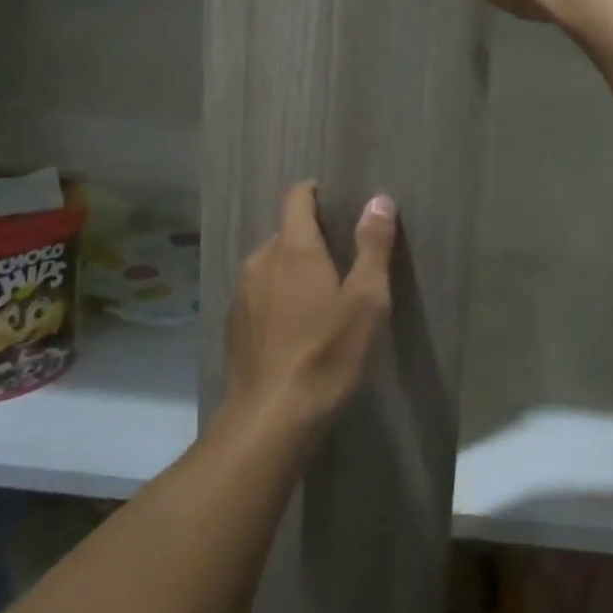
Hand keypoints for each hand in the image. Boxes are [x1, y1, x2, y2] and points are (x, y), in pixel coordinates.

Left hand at [220, 182, 397, 444]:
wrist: (271, 419)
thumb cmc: (328, 353)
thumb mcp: (367, 299)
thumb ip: (373, 245)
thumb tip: (379, 199)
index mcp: (294, 248)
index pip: (296, 198)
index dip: (315, 192)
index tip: (336, 202)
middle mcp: (260, 261)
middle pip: (286, 233)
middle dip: (312, 238)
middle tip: (343, 262)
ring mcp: (241, 294)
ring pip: (271, 266)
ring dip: (294, 271)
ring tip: (321, 298)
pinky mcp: (233, 326)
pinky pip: (259, 295)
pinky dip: (278, 299)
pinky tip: (296, 330)